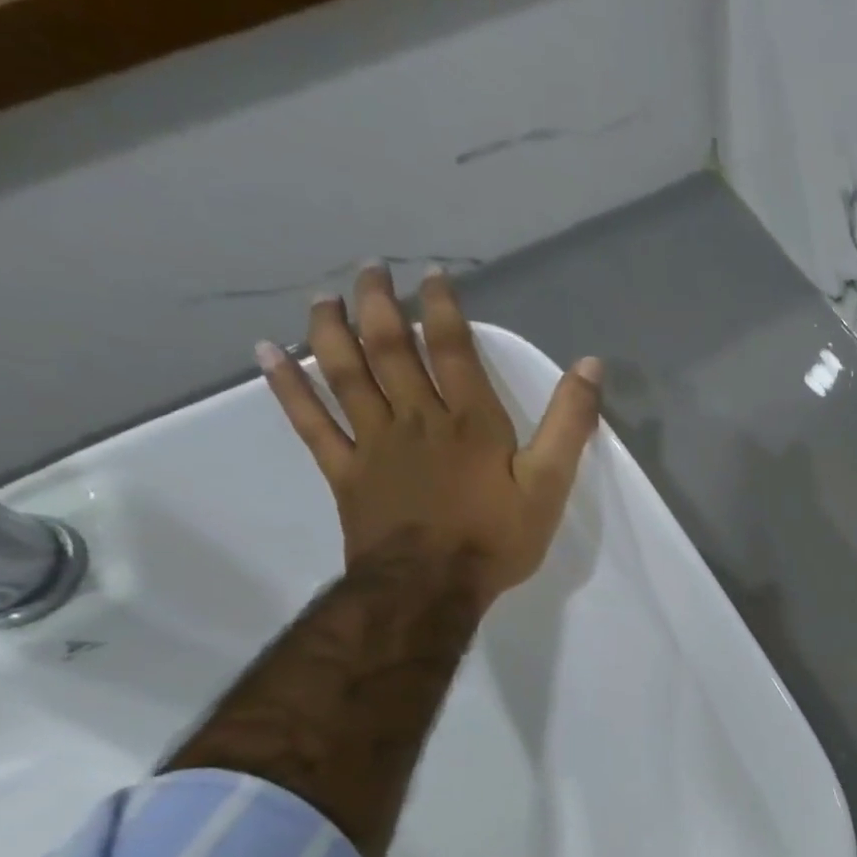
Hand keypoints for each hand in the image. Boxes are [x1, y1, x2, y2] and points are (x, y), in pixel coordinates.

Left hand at [257, 263, 601, 608]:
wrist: (431, 587)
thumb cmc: (496, 537)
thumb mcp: (550, 483)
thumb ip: (568, 423)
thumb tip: (590, 365)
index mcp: (468, 421)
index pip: (453, 349)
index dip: (443, 308)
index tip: (432, 275)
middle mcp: (416, 418)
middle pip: (391, 349)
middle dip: (380, 304)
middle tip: (369, 268)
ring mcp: (374, 443)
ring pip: (346, 374)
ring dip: (331, 330)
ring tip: (324, 298)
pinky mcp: (345, 471)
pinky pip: (311, 422)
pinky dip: (286, 387)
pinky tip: (267, 355)